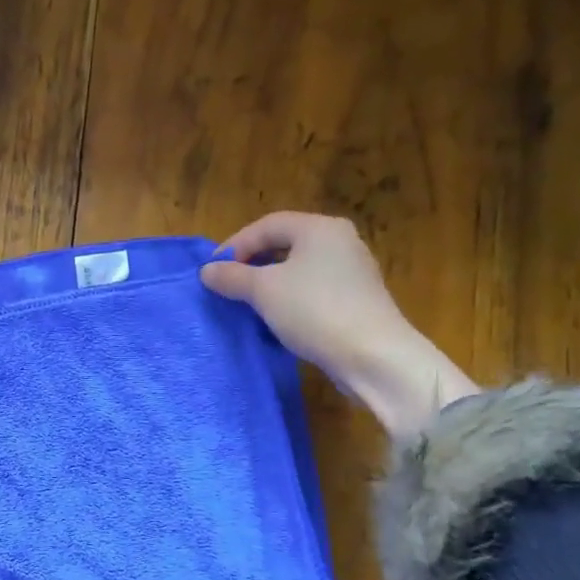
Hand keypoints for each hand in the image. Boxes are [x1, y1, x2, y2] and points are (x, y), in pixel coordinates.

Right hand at [200, 212, 476, 438]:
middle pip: (285, 243)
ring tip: (246, 302)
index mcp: (320, 228)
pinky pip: (313, 288)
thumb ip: (232, 277)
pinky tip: (277, 317)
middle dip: (252, 262)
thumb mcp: (263, 291)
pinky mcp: (357, 298)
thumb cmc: (314, 310)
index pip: (267, 225)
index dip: (235, 244)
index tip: (212, 270)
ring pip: (299, 267)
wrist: (372, 355)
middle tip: (227, 284)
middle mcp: (340, 241)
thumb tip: (206, 271)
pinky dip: (289, 296)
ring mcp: (353, 270)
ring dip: (269, 281)